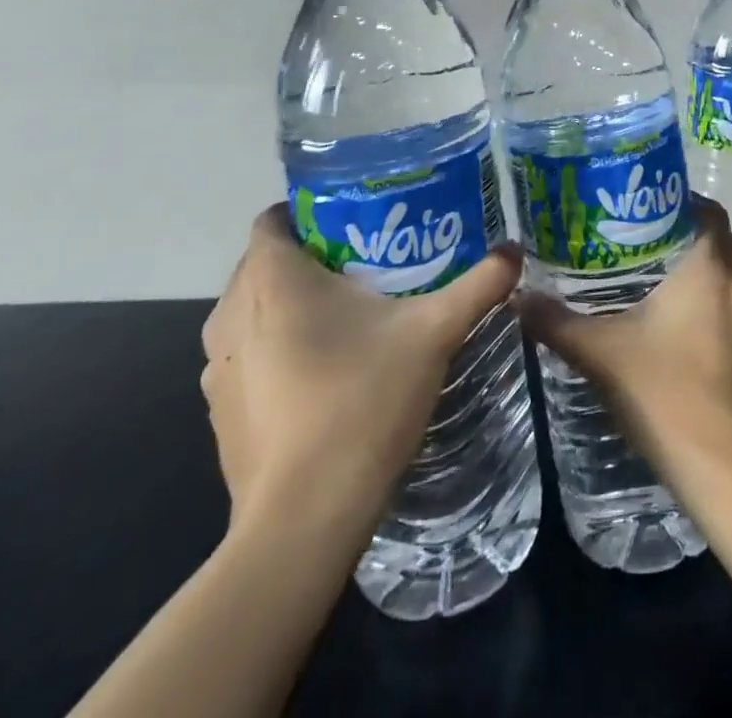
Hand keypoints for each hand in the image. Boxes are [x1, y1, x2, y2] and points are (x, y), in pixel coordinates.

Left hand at [200, 204, 521, 548]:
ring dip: (291, 307)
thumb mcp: (434, 333)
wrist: (304, 520)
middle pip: (265, 263)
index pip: (274, 218)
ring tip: (351, 315)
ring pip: (253, 312)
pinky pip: (247, 357)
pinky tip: (326, 373)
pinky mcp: (219, 412)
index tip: (358, 221)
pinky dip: (277, 350)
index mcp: (273, 279)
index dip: (312, 211)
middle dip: (311, 258)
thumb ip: (478, 284)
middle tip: (369, 264)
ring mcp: (217, 368)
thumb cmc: (363, 401)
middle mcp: (232, 313)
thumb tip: (514, 250)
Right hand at [516, 193, 731, 497]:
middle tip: (629, 233)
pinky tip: (668, 313)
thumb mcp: (602, 355)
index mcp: (710, 265)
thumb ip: (558, 322)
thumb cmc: (667, 395)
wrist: (727, 469)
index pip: (702, 208)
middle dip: (675, 229)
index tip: (634, 203)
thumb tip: (518, 296)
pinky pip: (728, 297)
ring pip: (722, 267)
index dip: (672, 199)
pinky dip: (704, 291)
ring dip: (691, 261)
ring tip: (643, 267)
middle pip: (711, 234)